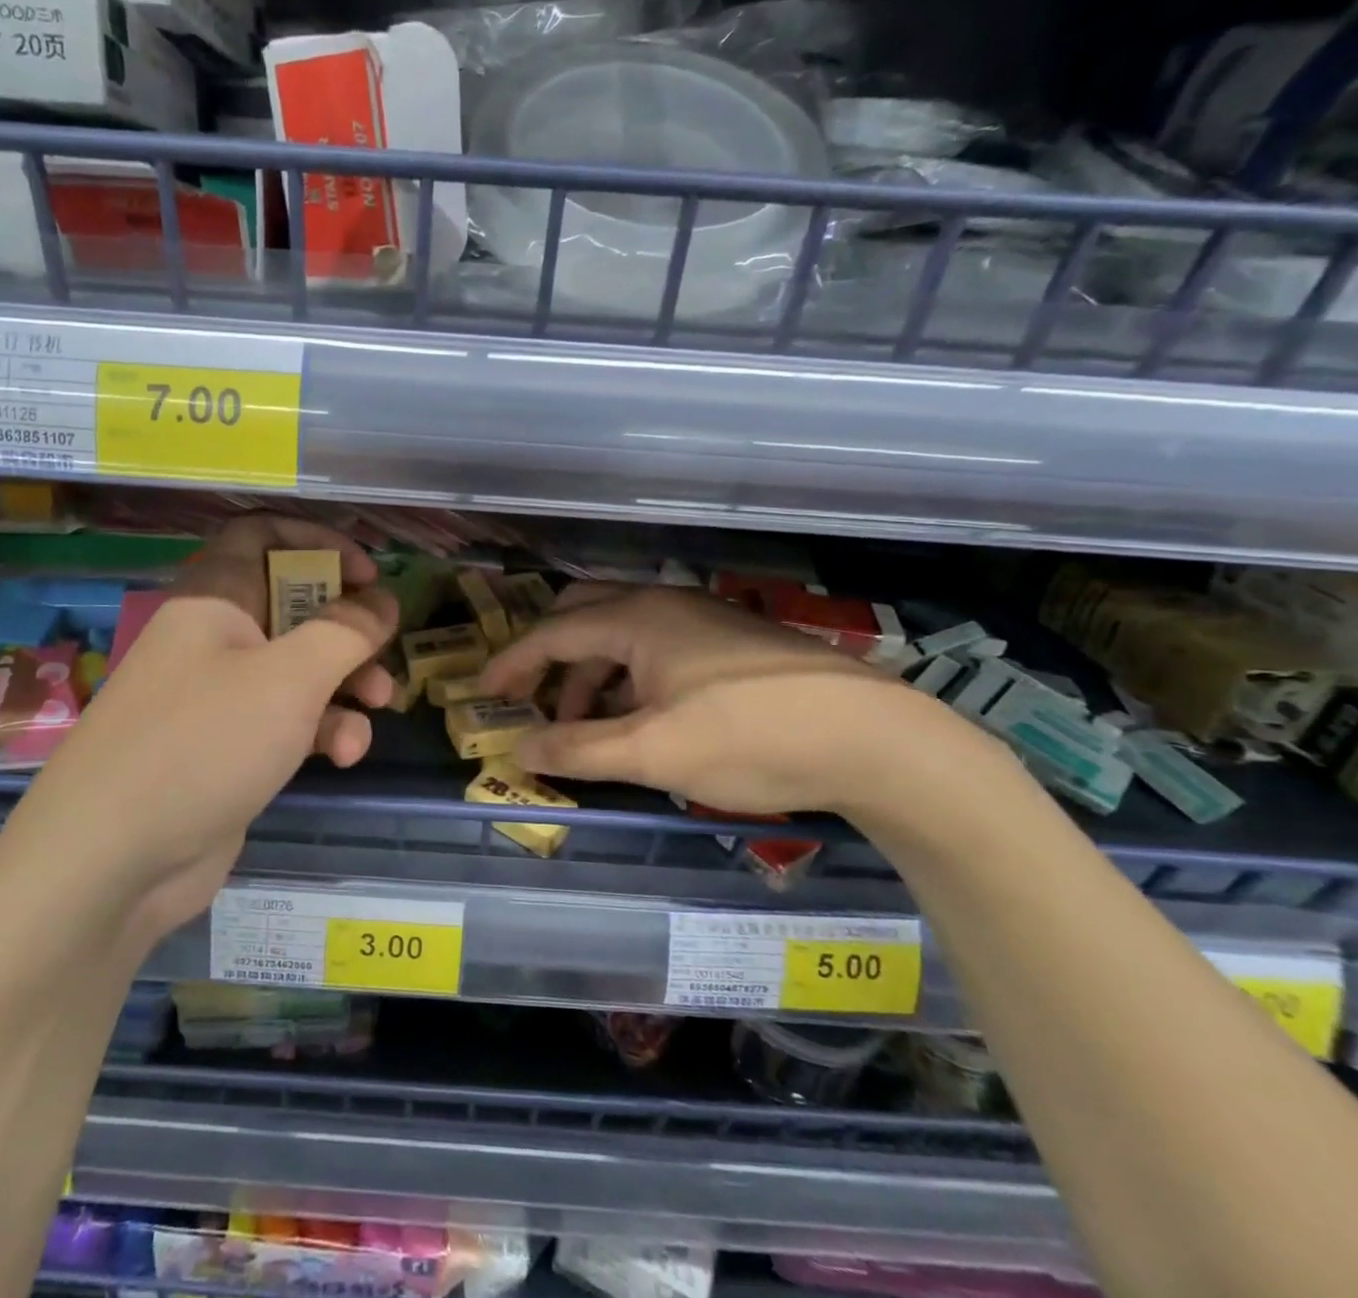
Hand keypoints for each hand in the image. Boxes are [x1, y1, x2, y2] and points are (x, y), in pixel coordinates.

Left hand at [20, 515, 397, 940]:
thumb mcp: (288, 677)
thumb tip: (384, 600)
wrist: (111, 861)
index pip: (263, 536)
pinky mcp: (230, 749)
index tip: (368, 574)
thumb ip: (345, 631)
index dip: (319, 543)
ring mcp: (220, 697)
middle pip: (292, 605)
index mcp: (214, 598)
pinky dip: (320, 730)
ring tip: (378, 705)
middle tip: (383, 645)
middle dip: (346, 625)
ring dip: (345, 683)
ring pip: (297, 668)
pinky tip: (343, 757)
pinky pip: (287, 721)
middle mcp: (214, 639)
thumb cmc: (204, 742)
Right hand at [479, 583, 951, 819]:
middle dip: (551, 658)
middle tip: (530, 699)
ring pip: (622, 636)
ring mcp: (701, 619)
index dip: (513, 663)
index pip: (553, 633)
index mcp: (637, 618)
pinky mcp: (729, 643)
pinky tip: (638, 720)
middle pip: (583, 617)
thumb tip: (518, 748)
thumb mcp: (652, 752)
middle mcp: (663, 604)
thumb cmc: (749, 737)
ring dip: (592, 676)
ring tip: (585, 728)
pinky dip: (628, 679)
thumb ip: (578, 749)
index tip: (483, 692)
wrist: (874, 739)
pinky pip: (656, 649)